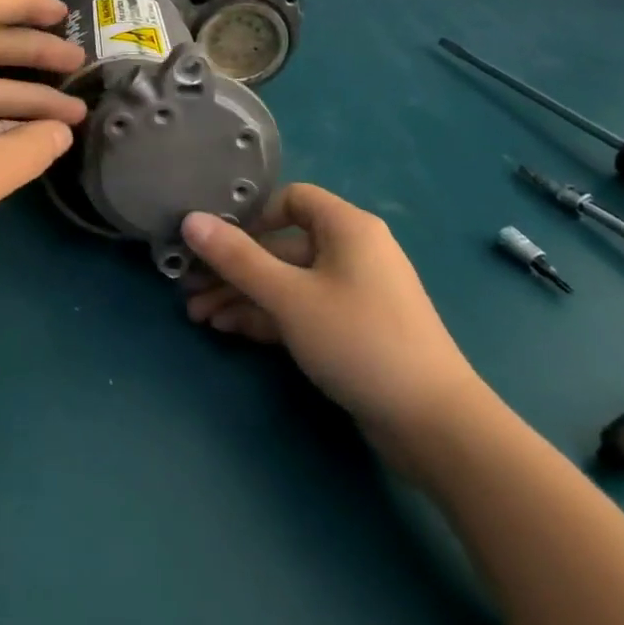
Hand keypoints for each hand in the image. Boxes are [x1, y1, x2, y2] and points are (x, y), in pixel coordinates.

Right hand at [182, 185, 491, 470]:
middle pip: (281, 245)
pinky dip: (266, 315)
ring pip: (286, 281)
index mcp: (347, 227)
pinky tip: (227, 328)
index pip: (292, 198)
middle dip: (233, 266)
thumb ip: (236, 258)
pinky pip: (300, 309)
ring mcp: (352, 293)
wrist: (434, 425)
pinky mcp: (351, 330)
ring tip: (197, 314)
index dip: (252, 214)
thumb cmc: (359, 340)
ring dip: (242, 295)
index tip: (216, 238)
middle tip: (188, 285)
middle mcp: (351, 251)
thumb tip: (190, 220)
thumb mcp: (289, 297)